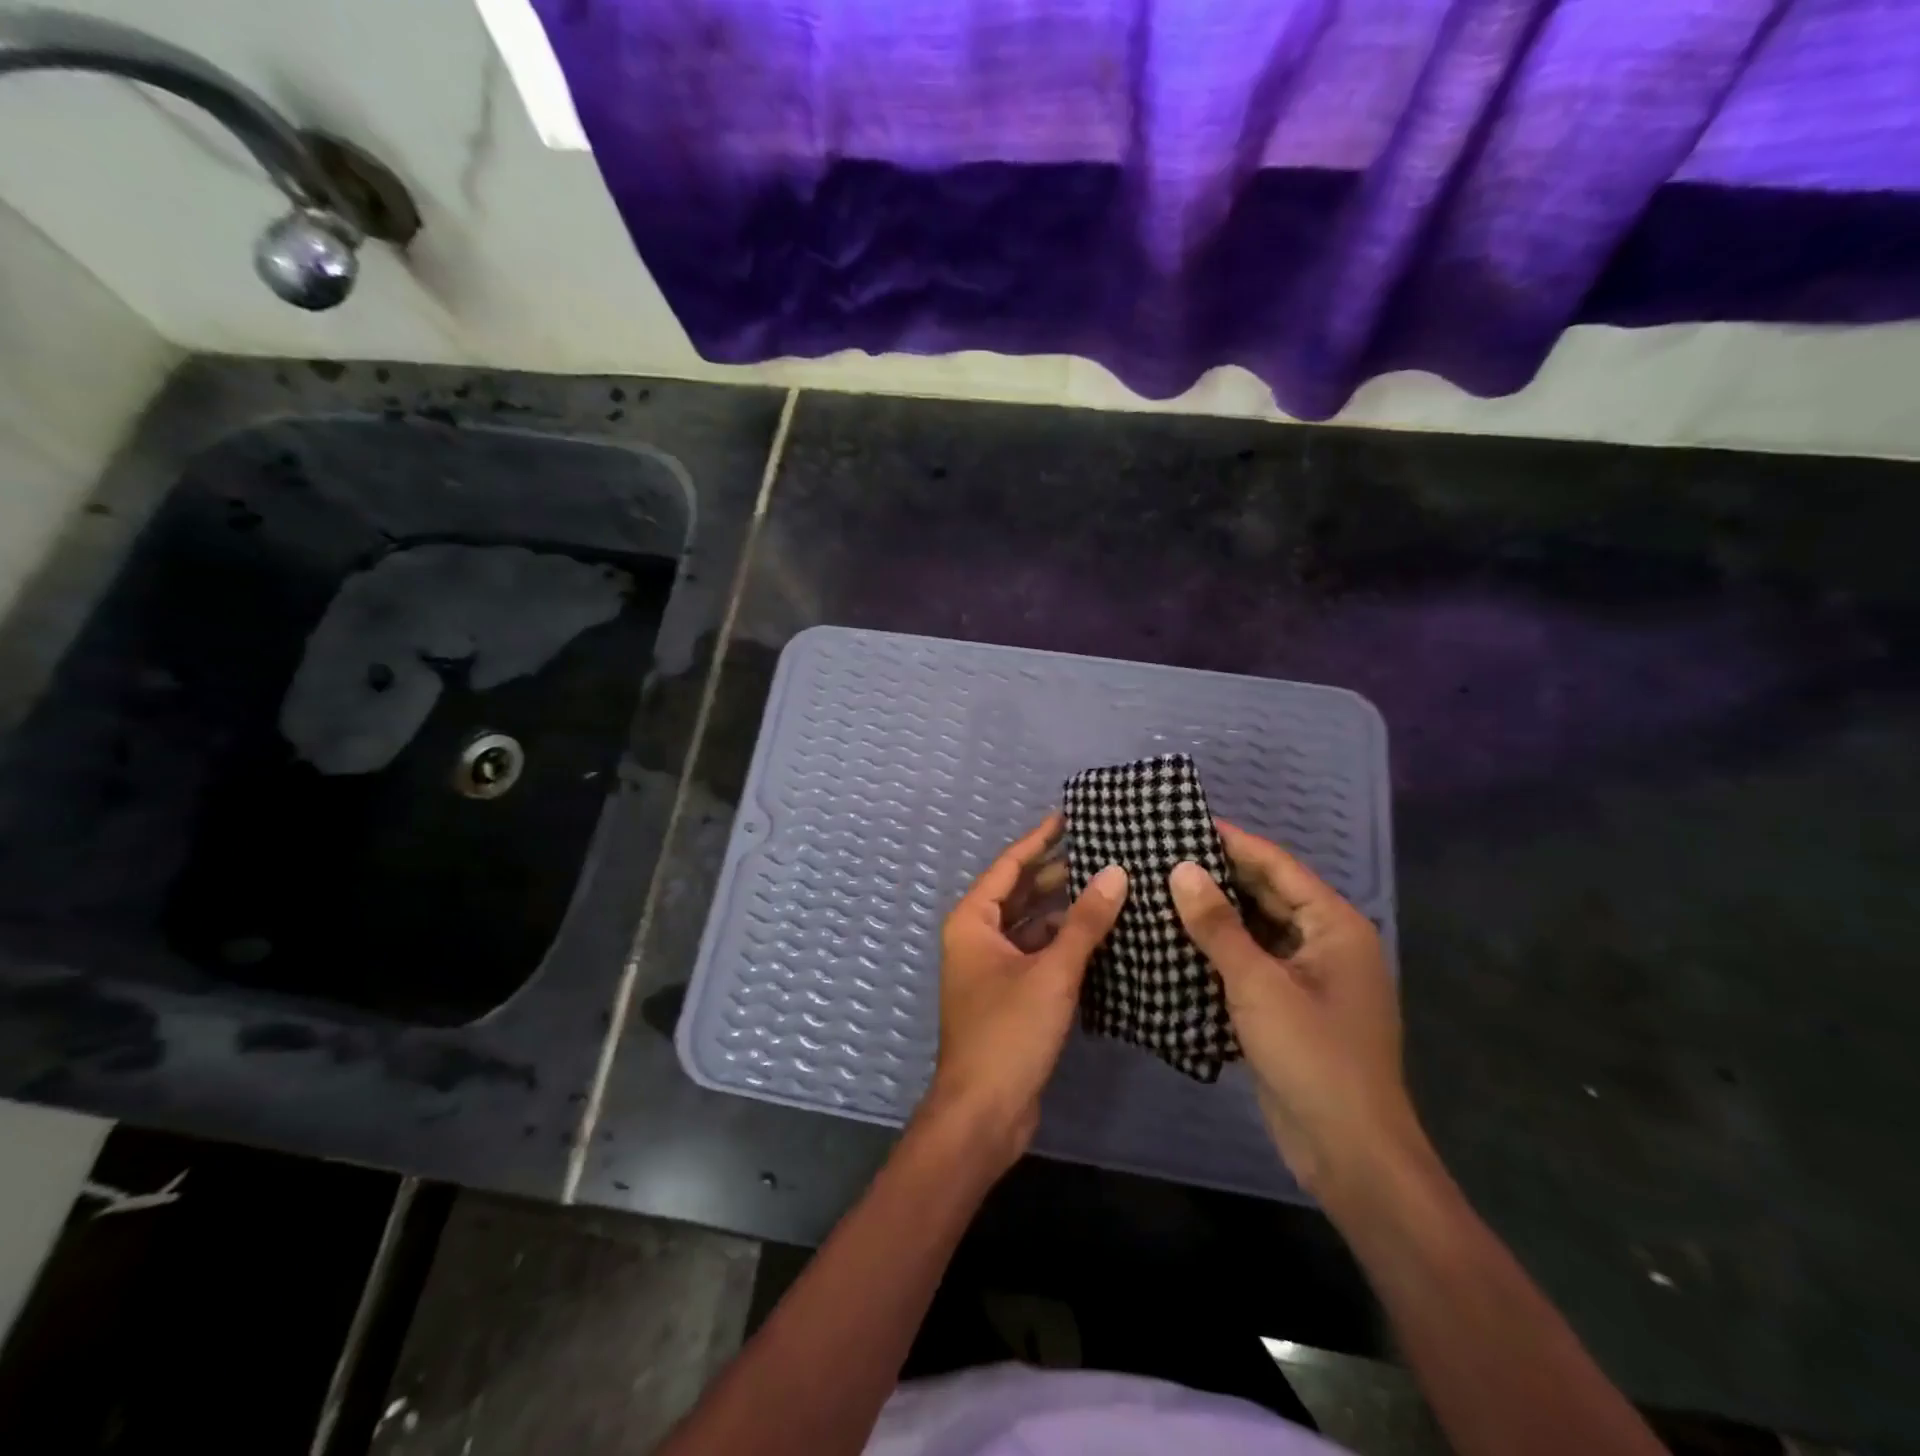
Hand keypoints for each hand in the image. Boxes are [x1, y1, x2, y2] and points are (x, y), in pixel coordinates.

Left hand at [924, 815, 1126, 1167]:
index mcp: (973, 922)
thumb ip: (1085, 922)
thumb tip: (1117, 873)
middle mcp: (978, 938)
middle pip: (1021, 893)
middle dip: (1058, 873)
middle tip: (1103, 851)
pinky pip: (1039, 954)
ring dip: (1066, 910)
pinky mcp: (1011, 996)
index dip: (1040, 839)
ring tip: (1111, 887)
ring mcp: (993, 969)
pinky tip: (1102, 936)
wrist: (984, 1114)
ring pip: (1033, 926)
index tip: (1071, 817)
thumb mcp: (1051, 973)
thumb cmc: (1008, 1033)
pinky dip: (1065, 943)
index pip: (1010, 866)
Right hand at [1169, 821, 1427, 1206]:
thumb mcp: (1258, 984)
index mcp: (1335, 927)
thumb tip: (1181, 869)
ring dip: (1215, 913)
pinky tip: (1177, 940)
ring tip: (1161, 889)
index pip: (1278, 867)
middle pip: (1268, 894)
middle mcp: (1326, 944)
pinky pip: (1251, 962)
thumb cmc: (1312, 1056)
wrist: (1349, 1153)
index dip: (1233, 842)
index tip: (1185, 821)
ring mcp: (1309, 978)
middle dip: (1218, 876)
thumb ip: (1217, 925)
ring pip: (1257, 929)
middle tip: (1163, 853)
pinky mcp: (1291, 1007)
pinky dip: (1219, 949)